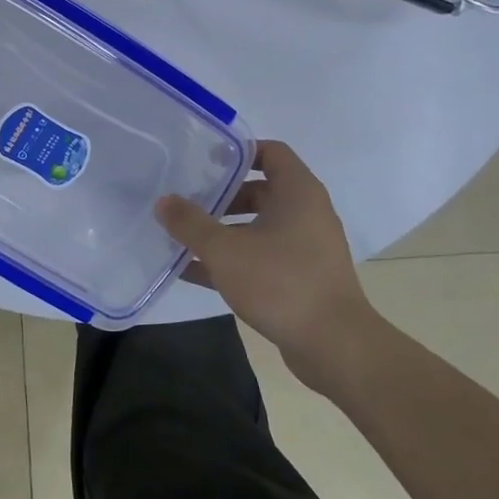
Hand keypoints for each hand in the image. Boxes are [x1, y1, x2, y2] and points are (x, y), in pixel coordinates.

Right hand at [156, 141, 379, 393]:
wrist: (335, 347)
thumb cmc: (281, 283)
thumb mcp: (225, 250)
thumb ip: (190, 223)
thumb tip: (163, 201)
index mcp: (298, 192)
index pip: (270, 152)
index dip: (238, 151)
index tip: (204, 160)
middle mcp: (307, 213)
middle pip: (261, 190)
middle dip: (222, 195)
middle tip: (187, 199)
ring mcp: (307, 248)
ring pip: (259, 226)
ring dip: (224, 230)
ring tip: (184, 235)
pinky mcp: (302, 278)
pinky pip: (262, 257)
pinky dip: (233, 259)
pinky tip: (193, 271)